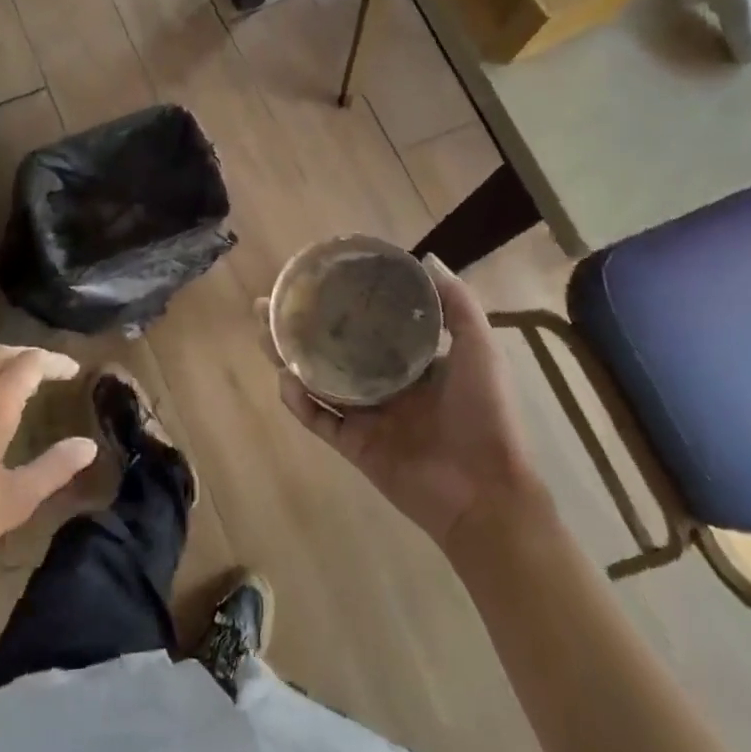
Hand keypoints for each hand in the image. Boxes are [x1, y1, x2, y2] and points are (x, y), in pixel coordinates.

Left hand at [0, 346, 97, 613]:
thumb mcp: (13, 501)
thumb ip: (54, 468)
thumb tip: (87, 446)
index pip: (31, 362)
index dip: (56, 362)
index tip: (74, 371)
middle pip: (2, 354)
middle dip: (31, 357)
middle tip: (53, 372)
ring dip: (4, 368)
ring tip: (23, 388)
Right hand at [276, 257, 546, 550]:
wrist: (485, 492)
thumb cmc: (485, 415)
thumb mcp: (479, 349)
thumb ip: (458, 305)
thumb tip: (427, 259)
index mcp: (412, 362)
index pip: (368, 325)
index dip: (341, 303)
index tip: (315, 279)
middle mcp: (384, 385)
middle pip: (332, 349)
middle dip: (300, 326)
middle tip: (269, 304)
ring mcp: (367, 417)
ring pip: (318, 381)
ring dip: (290, 359)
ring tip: (264, 333)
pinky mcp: (354, 447)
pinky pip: (319, 420)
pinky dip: (299, 402)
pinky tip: (285, 380)